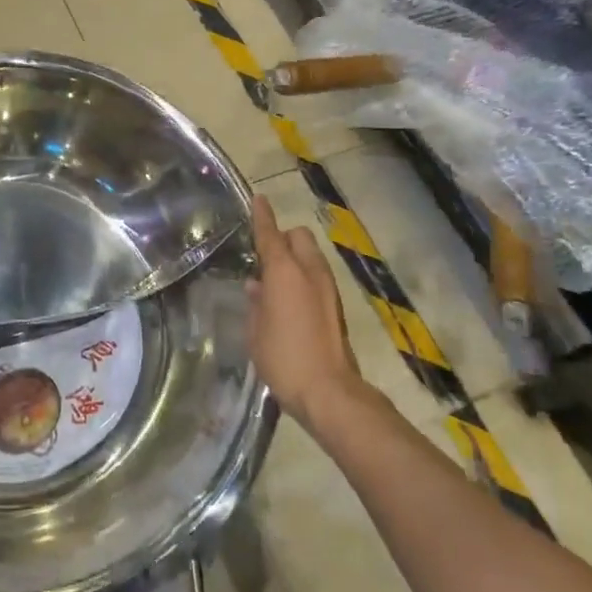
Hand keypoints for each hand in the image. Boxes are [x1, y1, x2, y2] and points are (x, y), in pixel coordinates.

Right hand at [247, 194, 363, 432]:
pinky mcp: (336, 306)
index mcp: (284, 271)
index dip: (262, 216)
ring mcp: (327, 288)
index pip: (270, 234)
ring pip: (311, 256)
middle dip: (283, 238)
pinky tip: (289, 300)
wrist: (329, 391)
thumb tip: (258, 285)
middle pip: (299, 237)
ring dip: (295, 258)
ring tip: (275, 281)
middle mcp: (309, 271)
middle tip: (265, 257)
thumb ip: (255, 302)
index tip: (258, 199)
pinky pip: (316, 276)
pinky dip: (304, 277)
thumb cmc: (283, 357)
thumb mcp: (255, 330)